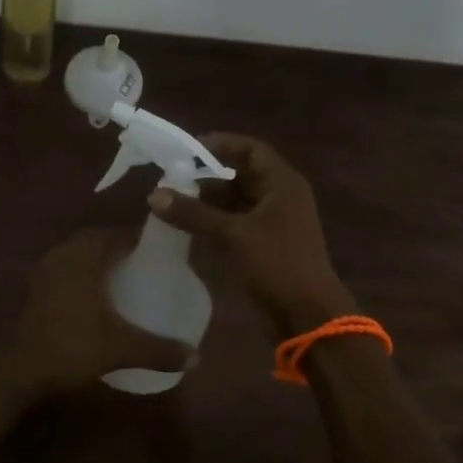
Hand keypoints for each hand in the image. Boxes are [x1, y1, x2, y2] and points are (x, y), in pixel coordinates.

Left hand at [0, 228, 194, 450]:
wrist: (19, 370)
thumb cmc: (72, 347)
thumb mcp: (121, 348)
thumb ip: (160, 350)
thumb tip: (197, 356)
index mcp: (87, 255)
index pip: (122, 234)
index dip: (145, 240)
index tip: (167, 253)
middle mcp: (66, 252)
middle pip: (101, 239)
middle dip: (125, 248)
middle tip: (151, 266)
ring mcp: (48, 267)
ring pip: (82, 252)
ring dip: (103, 259)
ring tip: (129, 278)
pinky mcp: (38, 284)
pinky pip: (69, 265)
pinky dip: (86, 271)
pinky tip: (100, 295)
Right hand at [148, 133, 355, 335]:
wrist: (308, 317)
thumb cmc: (277, 265)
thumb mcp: (233, 235)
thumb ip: (194, 213)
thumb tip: (154, 195)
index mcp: (283, 183)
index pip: (250, 149)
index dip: (220, 144)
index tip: (187, 149)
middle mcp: (280, 196)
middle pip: (241, 174)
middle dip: (207, 176)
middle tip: (172, 178)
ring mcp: (274, 222)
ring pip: (236, 200)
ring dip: (208, 201)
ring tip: (173, 202)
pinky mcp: (266, 245)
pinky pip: (236, 223)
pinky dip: (214, 221)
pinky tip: (187, 226)